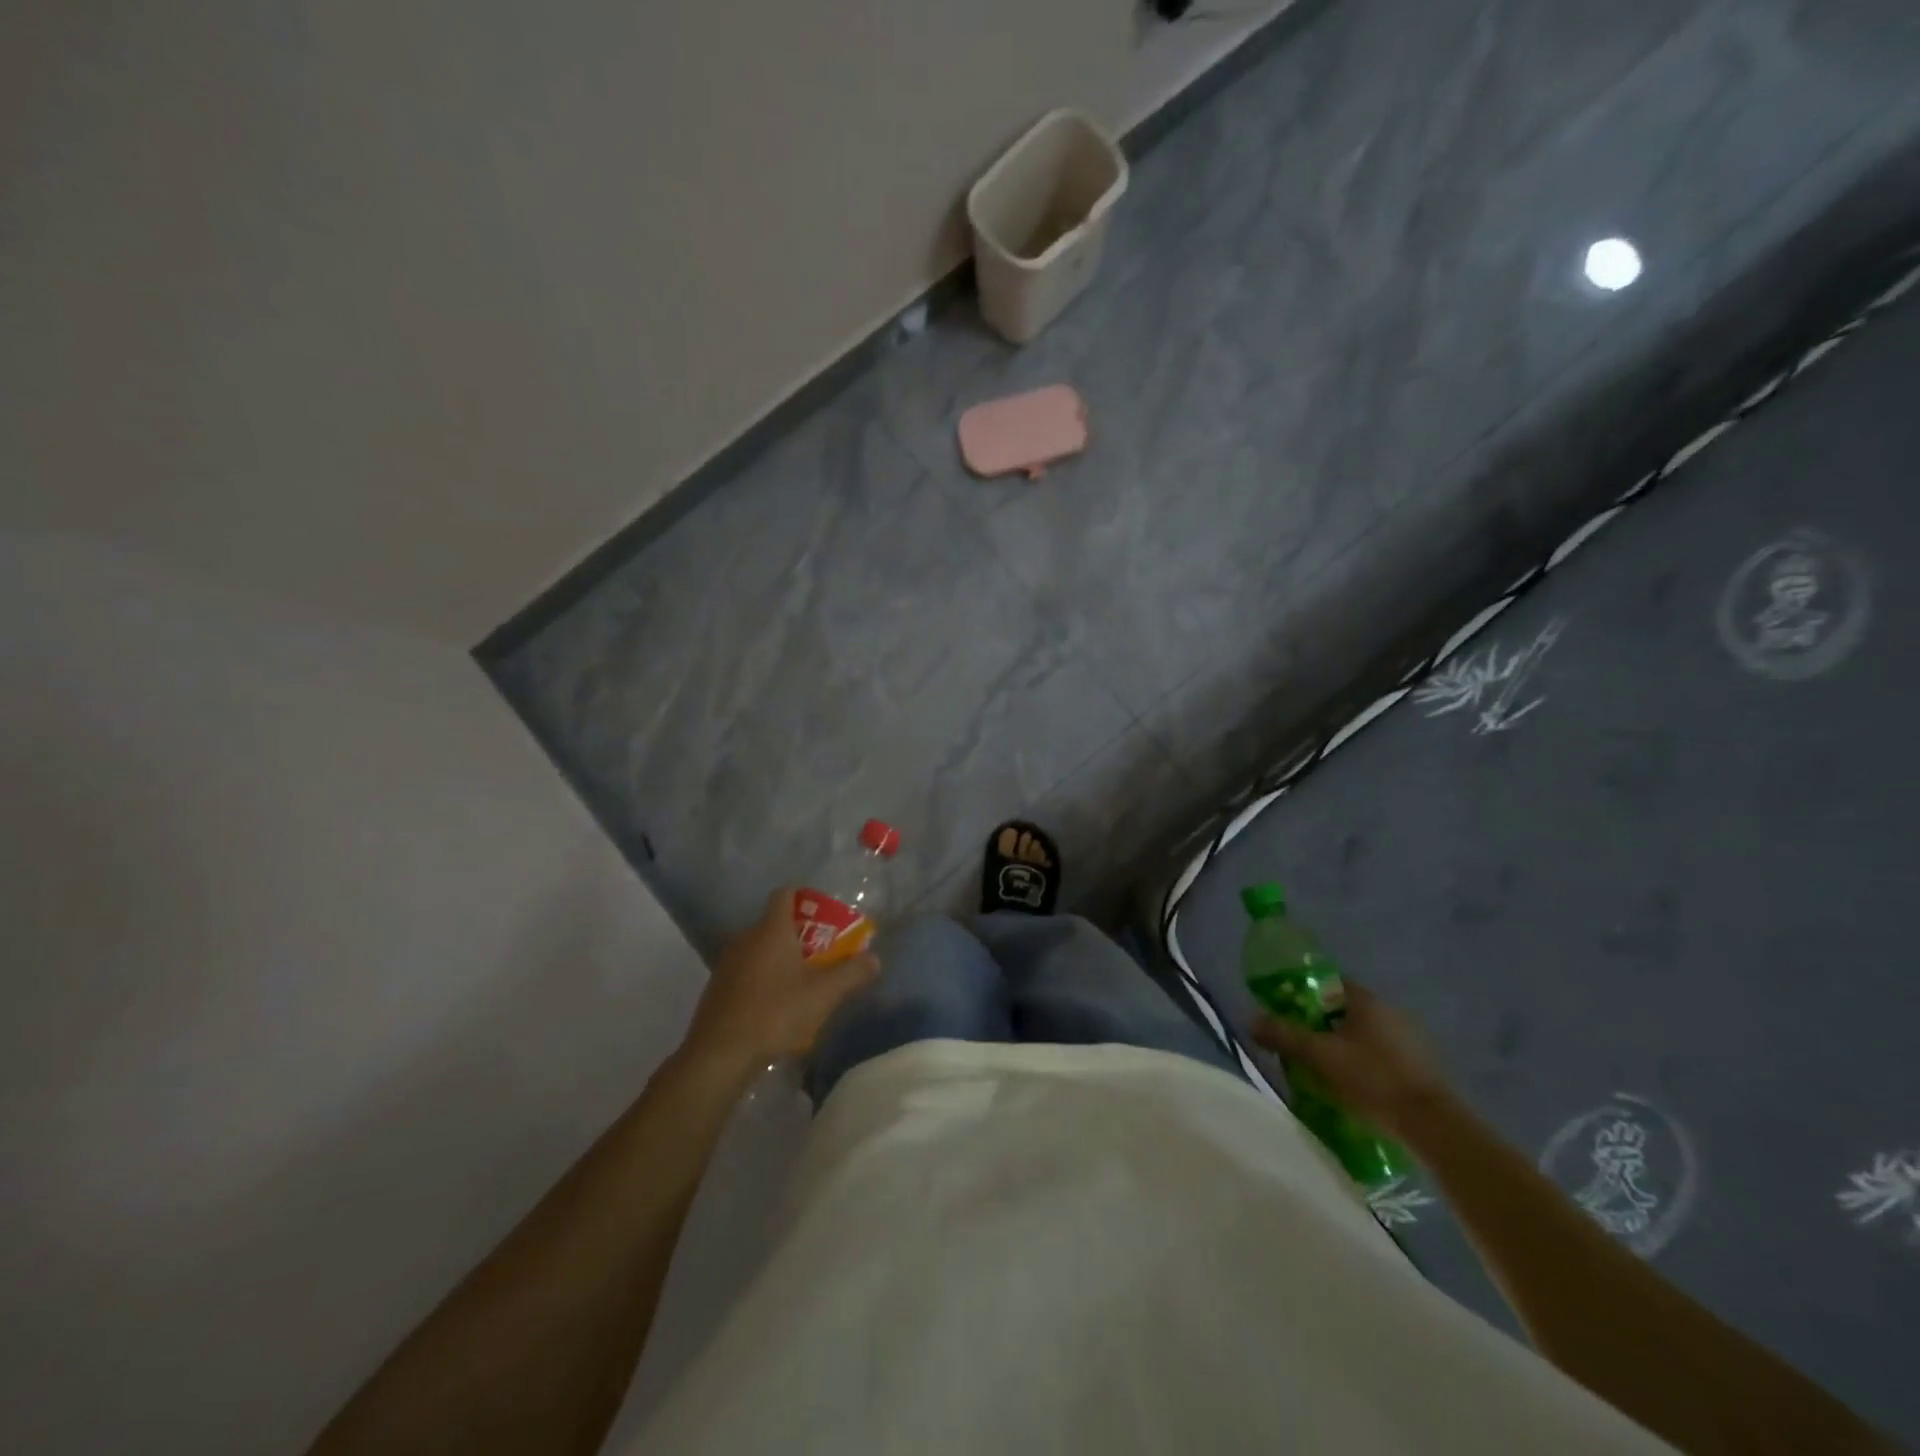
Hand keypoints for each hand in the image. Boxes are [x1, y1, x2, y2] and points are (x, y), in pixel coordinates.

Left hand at [683, 887, 879, 1075]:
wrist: (719, 1055)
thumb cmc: (775, 1013)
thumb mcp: (824, 994)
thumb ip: (852, 973)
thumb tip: (874, 959)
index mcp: (771, 929)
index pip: (785, 894)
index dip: (805, 898)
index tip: (825, 915)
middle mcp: (746, 938)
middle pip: (775, 923)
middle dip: (801, 935)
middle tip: (825, 954)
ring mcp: (728, 963)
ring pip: (761, 949)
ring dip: (782, 959)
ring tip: (805, 982)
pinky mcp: (718, 989)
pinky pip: (748, 971)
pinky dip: (765, 979)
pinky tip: (778, 1006)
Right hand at [1251, 981, 1449, 1135]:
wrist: (1433, 1125)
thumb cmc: (1373, 1078)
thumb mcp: (1320, 1056)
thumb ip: (1284, 1035)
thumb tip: (1251, 1018)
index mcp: (1366, 1000)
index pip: (1328, 982)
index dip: (1304, 993)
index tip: (1286, 1010)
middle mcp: (1390, 1011)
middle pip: (1344, 1009)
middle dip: (1321, 1024)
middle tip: (1300, 1044)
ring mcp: (1410, 1038)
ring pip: (1363, 1034)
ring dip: (1343, 1045)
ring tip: (1323, 1069)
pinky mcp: (1421, 1065)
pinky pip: (1381, 1054)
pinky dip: (1364, 1062)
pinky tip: (1353, 1085)